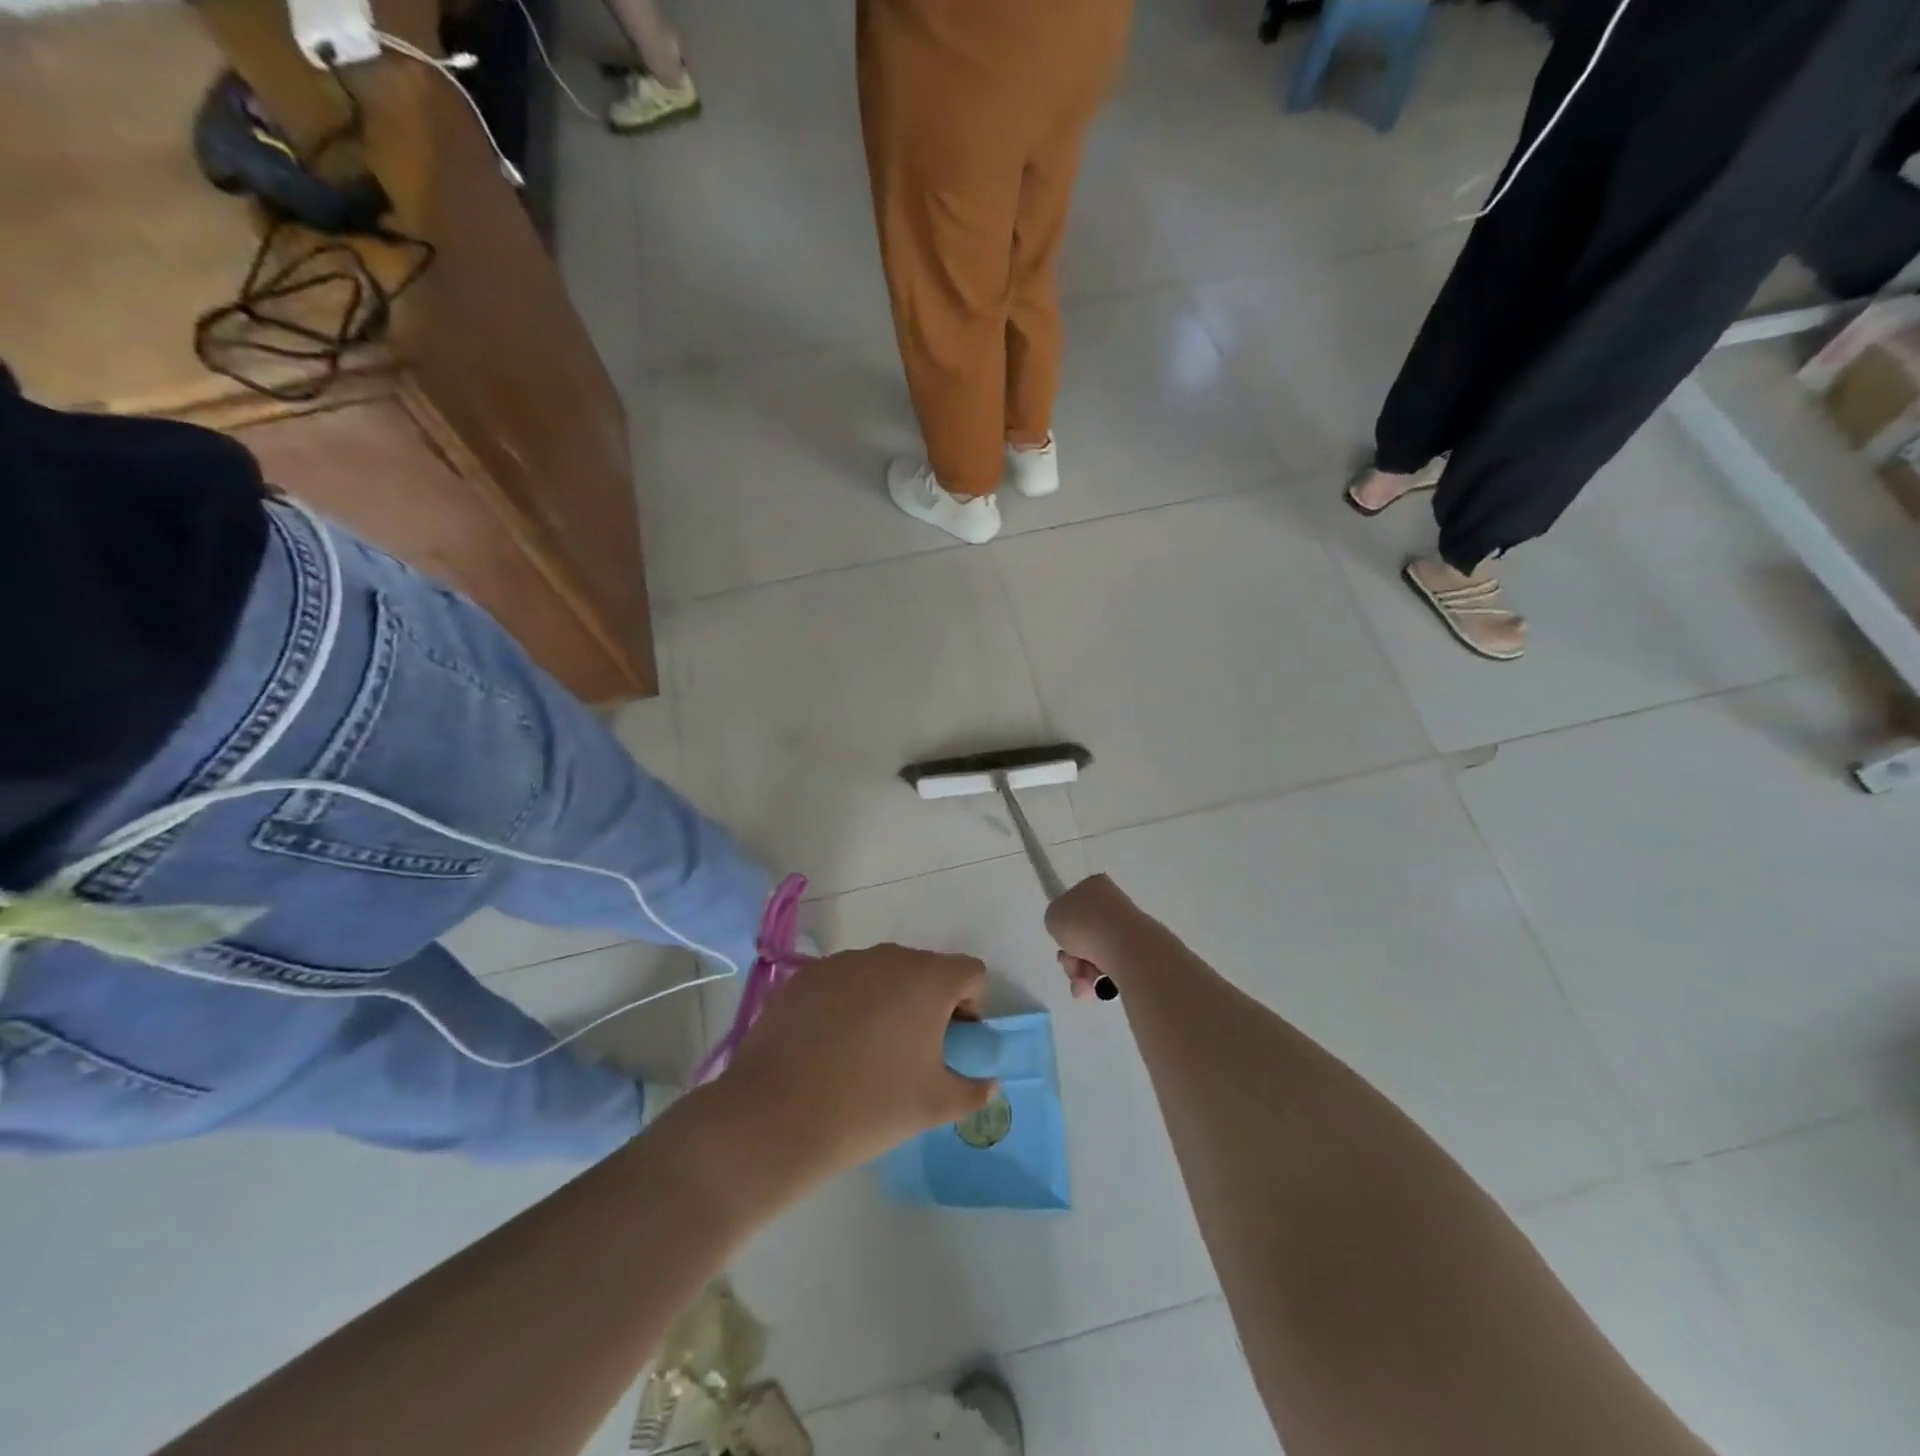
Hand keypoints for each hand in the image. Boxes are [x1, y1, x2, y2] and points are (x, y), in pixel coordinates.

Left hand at [721, 944, 995, 1182]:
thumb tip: (986, 1084)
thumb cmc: (871, 1105)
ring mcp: (843, 962)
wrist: (778, 1113)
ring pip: (881, 974)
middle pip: (925, 970)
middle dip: (928, 1003)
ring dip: (886, 1001)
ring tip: (866, 1051)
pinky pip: (842, 982)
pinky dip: (847, 1004)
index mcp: (928, 979)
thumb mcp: (935, 1106)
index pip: (970, 972)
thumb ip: (972, 1090)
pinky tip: (829, 1046)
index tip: (953, 1043)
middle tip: (913, 1051)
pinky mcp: (805, 976)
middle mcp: (888, 957)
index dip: (971, 1006)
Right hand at [1045, 874, 1149, 997]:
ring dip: (1080, 973)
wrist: (1123, 946)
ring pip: (1093, 956)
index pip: (1074, 905)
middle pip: (1082, 935)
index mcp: (1094, 886)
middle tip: (1070, 964)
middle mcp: (1113, 904)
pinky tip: (1094, 988)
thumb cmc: (1084, 923)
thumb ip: (1056, 920)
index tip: (1061, 938)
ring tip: (1082, 982)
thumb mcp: (1053, 915)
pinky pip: (1109, 971)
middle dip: (1071, 957)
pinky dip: (1098, 982)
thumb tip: (1069, 933)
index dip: (1063, 926)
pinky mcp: (1138, 954)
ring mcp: (1128, 930)